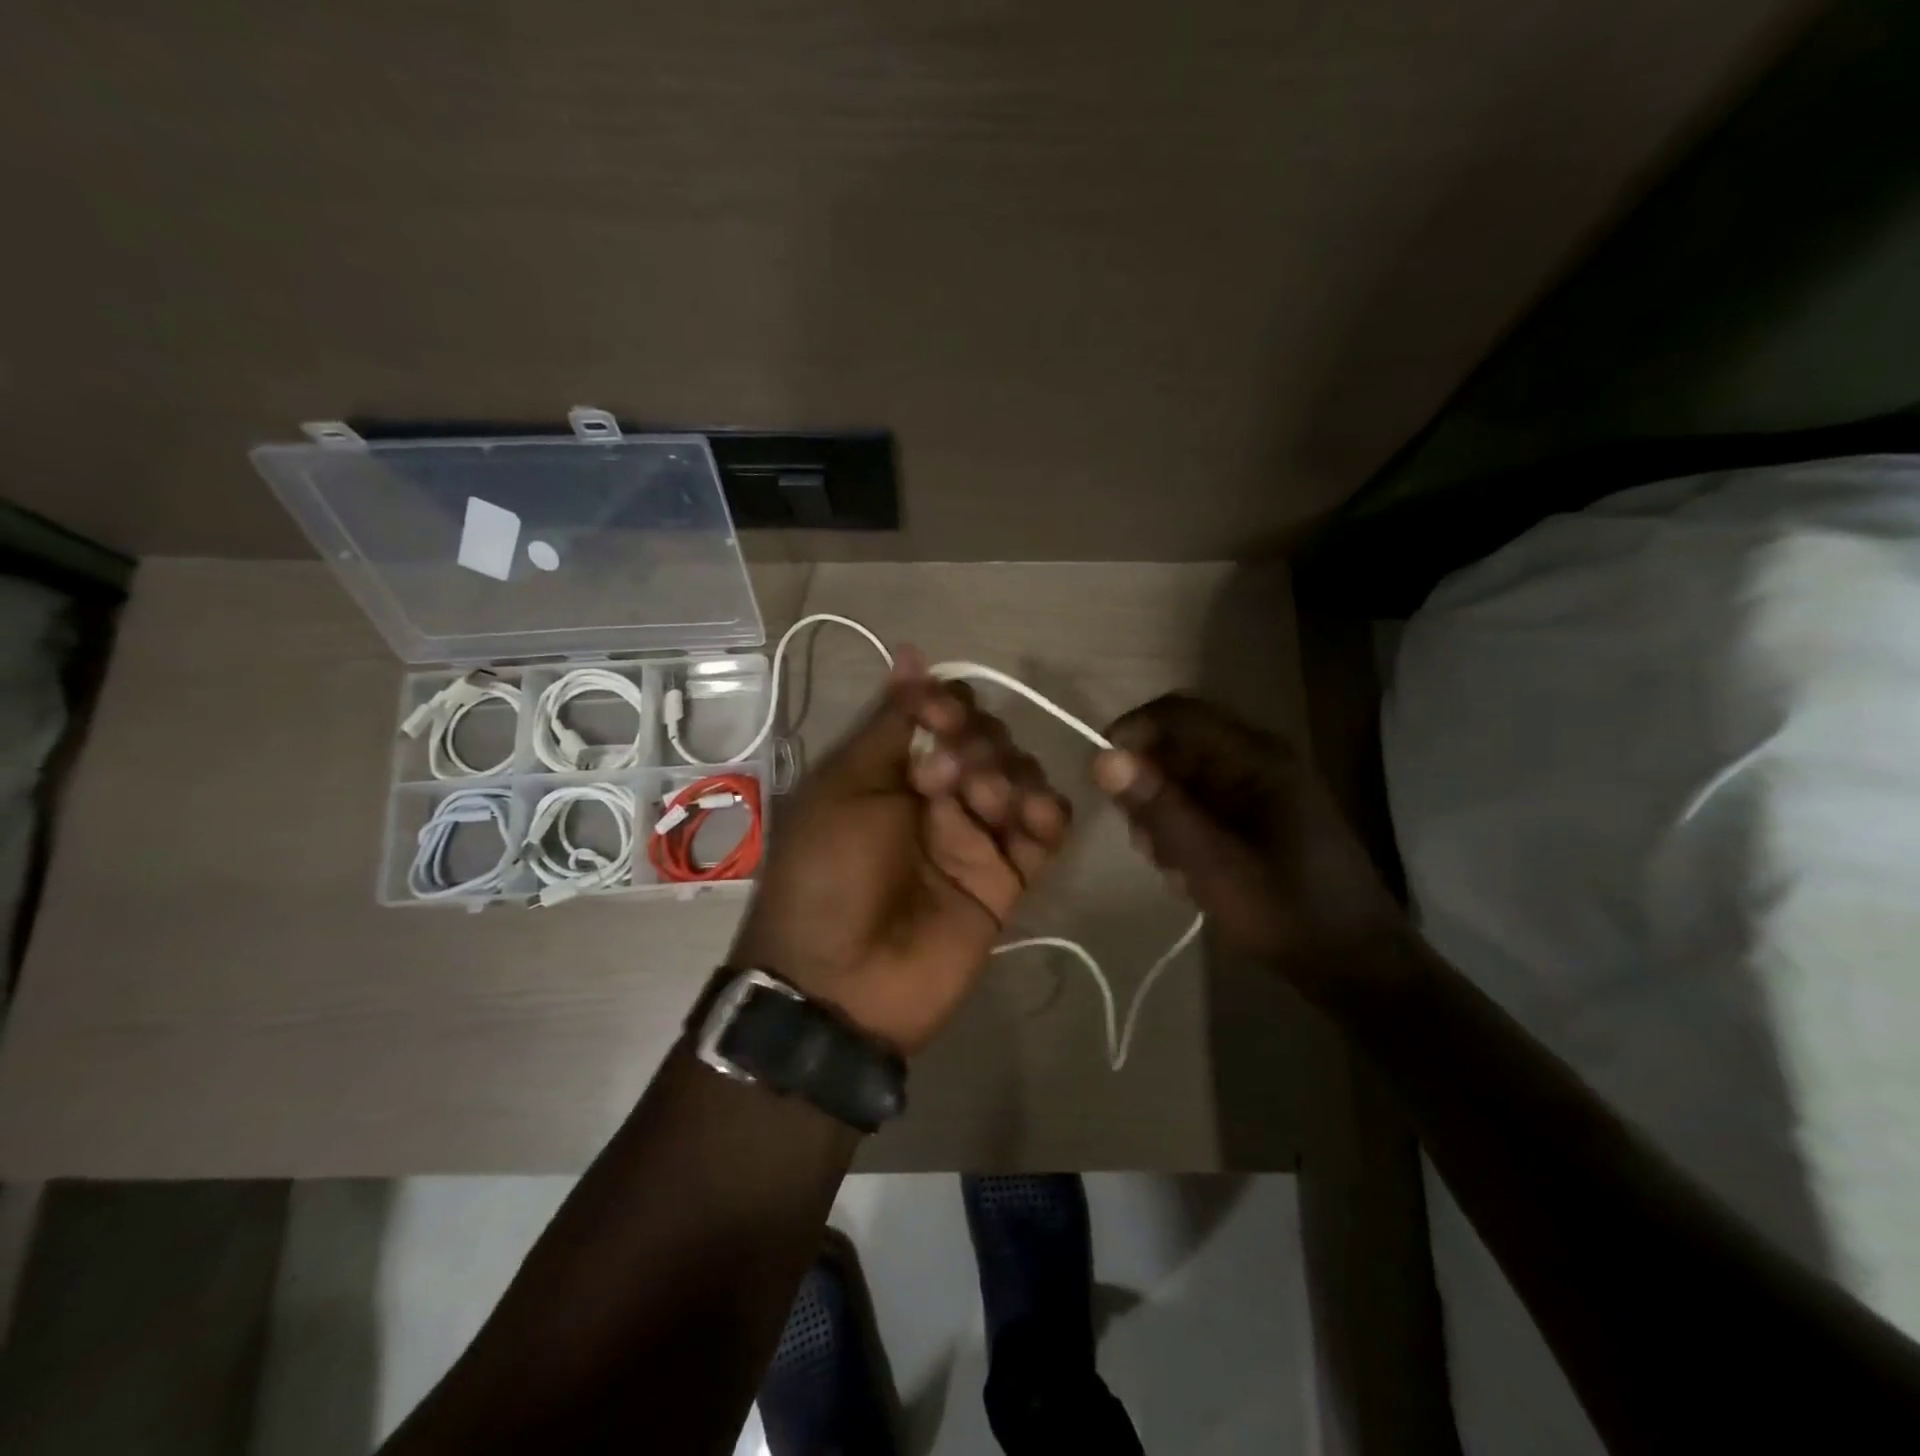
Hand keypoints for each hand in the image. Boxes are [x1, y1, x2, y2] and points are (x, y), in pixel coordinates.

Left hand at [730, 650, 1072, 1053]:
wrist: (839, 985)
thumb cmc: (827, 874)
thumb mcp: (843, 787)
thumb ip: (889, 723)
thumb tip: (910, 652)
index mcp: (892, 767)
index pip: (942, 712)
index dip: (948, 704)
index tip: (939, 715)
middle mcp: (936, 794)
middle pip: (987, 739)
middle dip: (976, 742)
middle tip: (945, 777)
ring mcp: (973, 837)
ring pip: (1020, 777)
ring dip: (1009, 775)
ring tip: (982, 804)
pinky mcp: (1005, 878)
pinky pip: (1045, 831)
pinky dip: (1047, 814)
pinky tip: (1031, 816)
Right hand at [1090, 694, 1402, 993]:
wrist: (1356, 965)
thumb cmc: (1286, 913)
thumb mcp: (1212, 865)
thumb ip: (1159, 809)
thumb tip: (1102, 758)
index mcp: (1258, 758)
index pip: (1177, 714)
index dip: (1131, 733)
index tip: (1099, 777)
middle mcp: (1259, 760)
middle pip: (1178, 745)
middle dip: (1148, 787)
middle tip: (1142, 840)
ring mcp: (1260, 787)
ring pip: (1185, 778)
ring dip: (1163, 815)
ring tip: (1170, 865)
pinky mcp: (1258, 814)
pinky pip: (1202, 802)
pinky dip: (1183, 830)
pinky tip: (1188, 871)